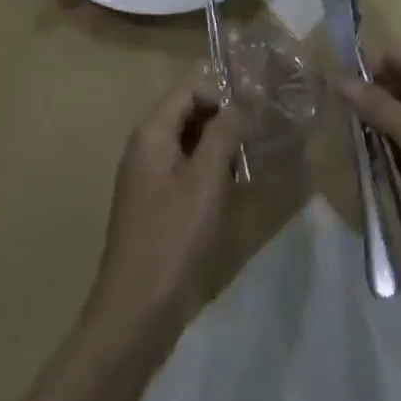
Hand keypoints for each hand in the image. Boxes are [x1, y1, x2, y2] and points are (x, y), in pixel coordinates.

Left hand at [86, 71, 244, 341]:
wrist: (136, 314)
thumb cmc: (173, 238)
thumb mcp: (206, 179)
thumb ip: (225, 130)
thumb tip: (246, 93)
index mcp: (152, 131)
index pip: (191, 86)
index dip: (225, 90)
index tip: (261, 104)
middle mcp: (147, 145)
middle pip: (190, 111)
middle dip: (226, 117)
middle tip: (264, 129)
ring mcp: (149, 176)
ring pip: (191, 142)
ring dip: (222, 145)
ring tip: (256, 156)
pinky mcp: (157, 204)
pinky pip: (187, 170)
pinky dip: (211, 170)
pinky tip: (237, 186)